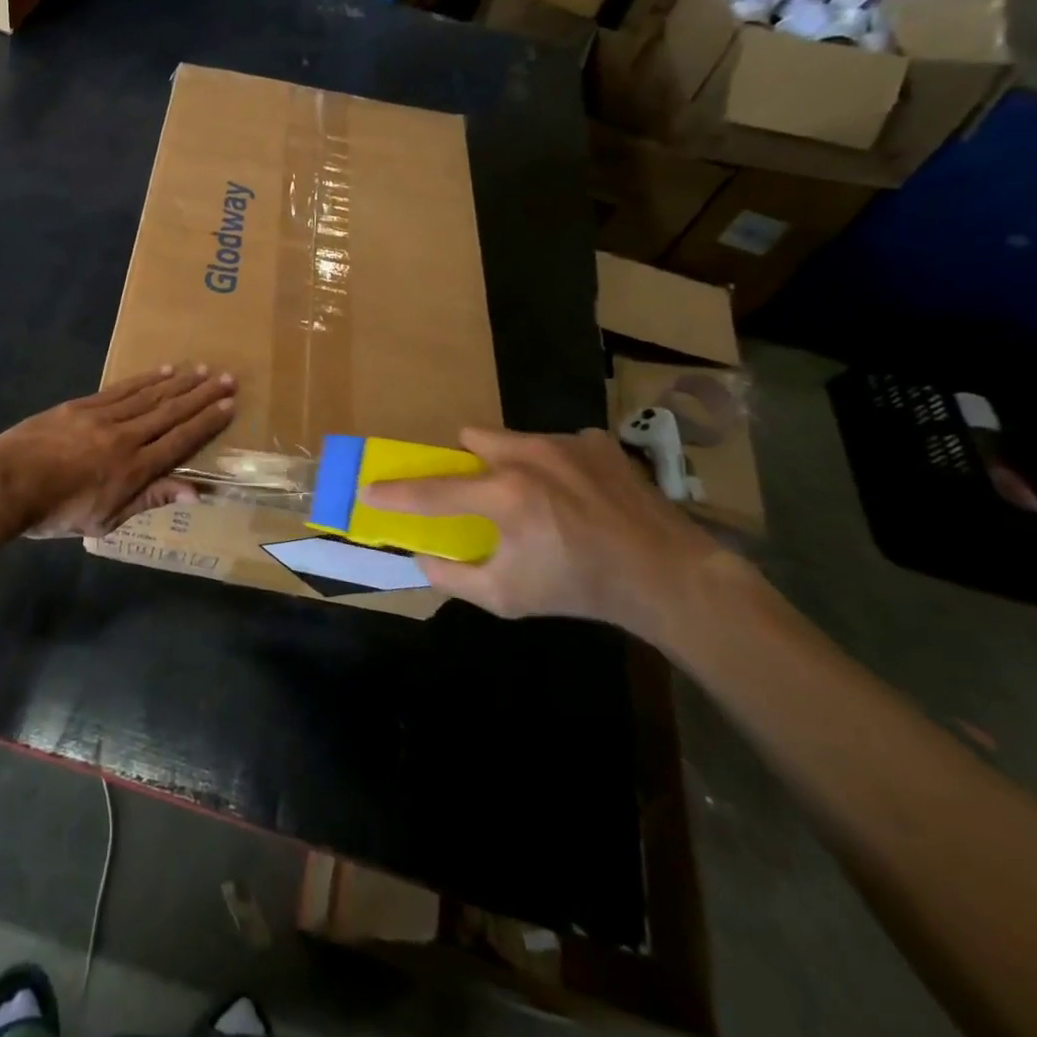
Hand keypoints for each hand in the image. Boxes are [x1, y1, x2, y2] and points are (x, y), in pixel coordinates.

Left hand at [0, 366, 235, 539]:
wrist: (6, 484)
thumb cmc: (56, 512)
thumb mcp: (106, 519)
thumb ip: (150, 500)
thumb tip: (195, 492)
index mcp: (134, 470)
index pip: (180, 441)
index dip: (207, 423)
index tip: (229, 405)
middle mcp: (125, 437)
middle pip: (170, 412)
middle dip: (202, 395)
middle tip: (228, 378)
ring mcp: (103, 417)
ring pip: (149, 396)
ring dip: (179, 382)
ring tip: (202, 370)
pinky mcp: (82, 405)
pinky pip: (121, 389)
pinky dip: (145, 380)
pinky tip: (162, 371)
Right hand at [362, 426, 727, 639]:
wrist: (668, 577)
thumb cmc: (581, 589)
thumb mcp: (509, 598)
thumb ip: (456, 578)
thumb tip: (422, 559)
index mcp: (506, 496)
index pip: (433, 491)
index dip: (395, 493)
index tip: (368, 489)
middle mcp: (530, 456)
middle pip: (472, 438)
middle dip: (468, 463)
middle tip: (483, 494)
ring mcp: (567, 443)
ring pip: (514, 438)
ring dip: (511, 462)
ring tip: (539, 498)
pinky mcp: (597, 442)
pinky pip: (557, 443)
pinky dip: (555, 464)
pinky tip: (578, 495)